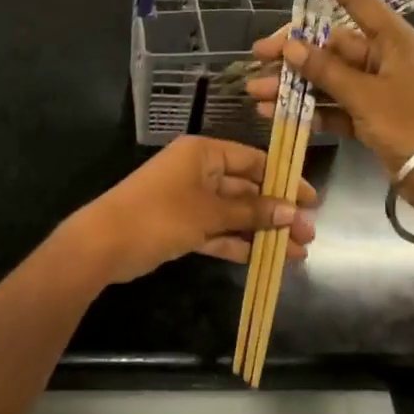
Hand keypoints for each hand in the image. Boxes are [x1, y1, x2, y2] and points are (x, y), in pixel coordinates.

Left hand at [63, 136, 317, 286]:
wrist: (103, 244)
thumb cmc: (159, 215)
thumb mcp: (209, 212)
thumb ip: (251, 212)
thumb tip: (292, 212)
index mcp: (203, 153)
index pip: (252, 160)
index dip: (283, 179)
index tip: (311, 201)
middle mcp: (197, 171)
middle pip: (245, 189)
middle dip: (276, 213)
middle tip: (308, 235)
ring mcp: (188, 200)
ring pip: (233, 214)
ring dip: (261, 232)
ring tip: (296, 254)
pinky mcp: (180, 226)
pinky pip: (217, 231)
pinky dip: (237, 243)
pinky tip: (264, 259)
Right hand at [246, 0, 413, 184]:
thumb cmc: (410, 124)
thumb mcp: (365, 95)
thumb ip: (326, 70)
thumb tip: (292, 47)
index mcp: (394, 41)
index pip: (357, 0)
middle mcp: (385, 58)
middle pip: (332, 46)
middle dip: (293, 54)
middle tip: (257, 56)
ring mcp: (378, 88)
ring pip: (328, 78)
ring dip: (294, 85)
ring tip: (256, 93)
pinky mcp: (372, 116)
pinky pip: (335, 105)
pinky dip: (310, 109)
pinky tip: (276, 113)